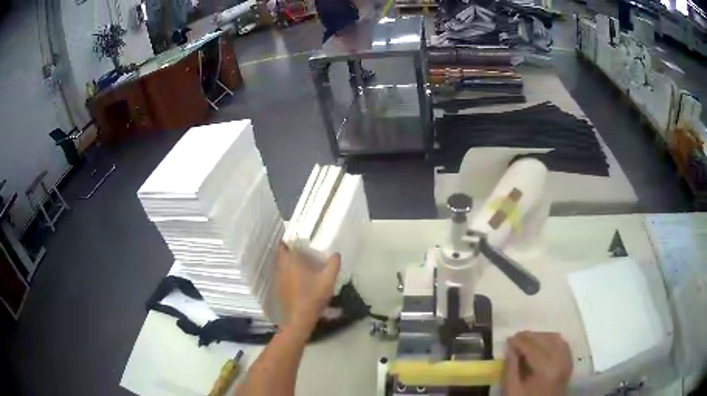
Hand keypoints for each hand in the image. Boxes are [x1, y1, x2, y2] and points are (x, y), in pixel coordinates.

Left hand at [275, 243, 340, 327]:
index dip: (289, 242)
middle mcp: (281, 268)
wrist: (299, 318)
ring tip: (302, 266)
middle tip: (302, 253)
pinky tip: (298, 281)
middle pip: (281, 255)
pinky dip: (287, 274)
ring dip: (288, 263)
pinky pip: (281, 276)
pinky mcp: (278, 289)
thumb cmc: (313, 297)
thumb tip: (336, 254)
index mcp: (291, 263)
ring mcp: (278, 279)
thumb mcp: (328, 280)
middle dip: (289, 252)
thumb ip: (333, 265)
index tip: (297, 241)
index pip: (284, 246)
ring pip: (281, 266)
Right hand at [502, 331, 572, 395]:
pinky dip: (552, 340)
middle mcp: (561, 361)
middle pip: (546, 340)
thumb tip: (510, 349)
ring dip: (541, 336)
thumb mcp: (512, 390)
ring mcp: (567, 361)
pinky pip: (563, 344)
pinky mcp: (569, 363)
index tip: (508, 339)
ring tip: (527, 339)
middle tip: (516, 337)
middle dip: (530, 336)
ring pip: (556, 339)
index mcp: (546, 370)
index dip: (520, 342)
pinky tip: (542, 343)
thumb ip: (510, 369)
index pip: (533, 348)